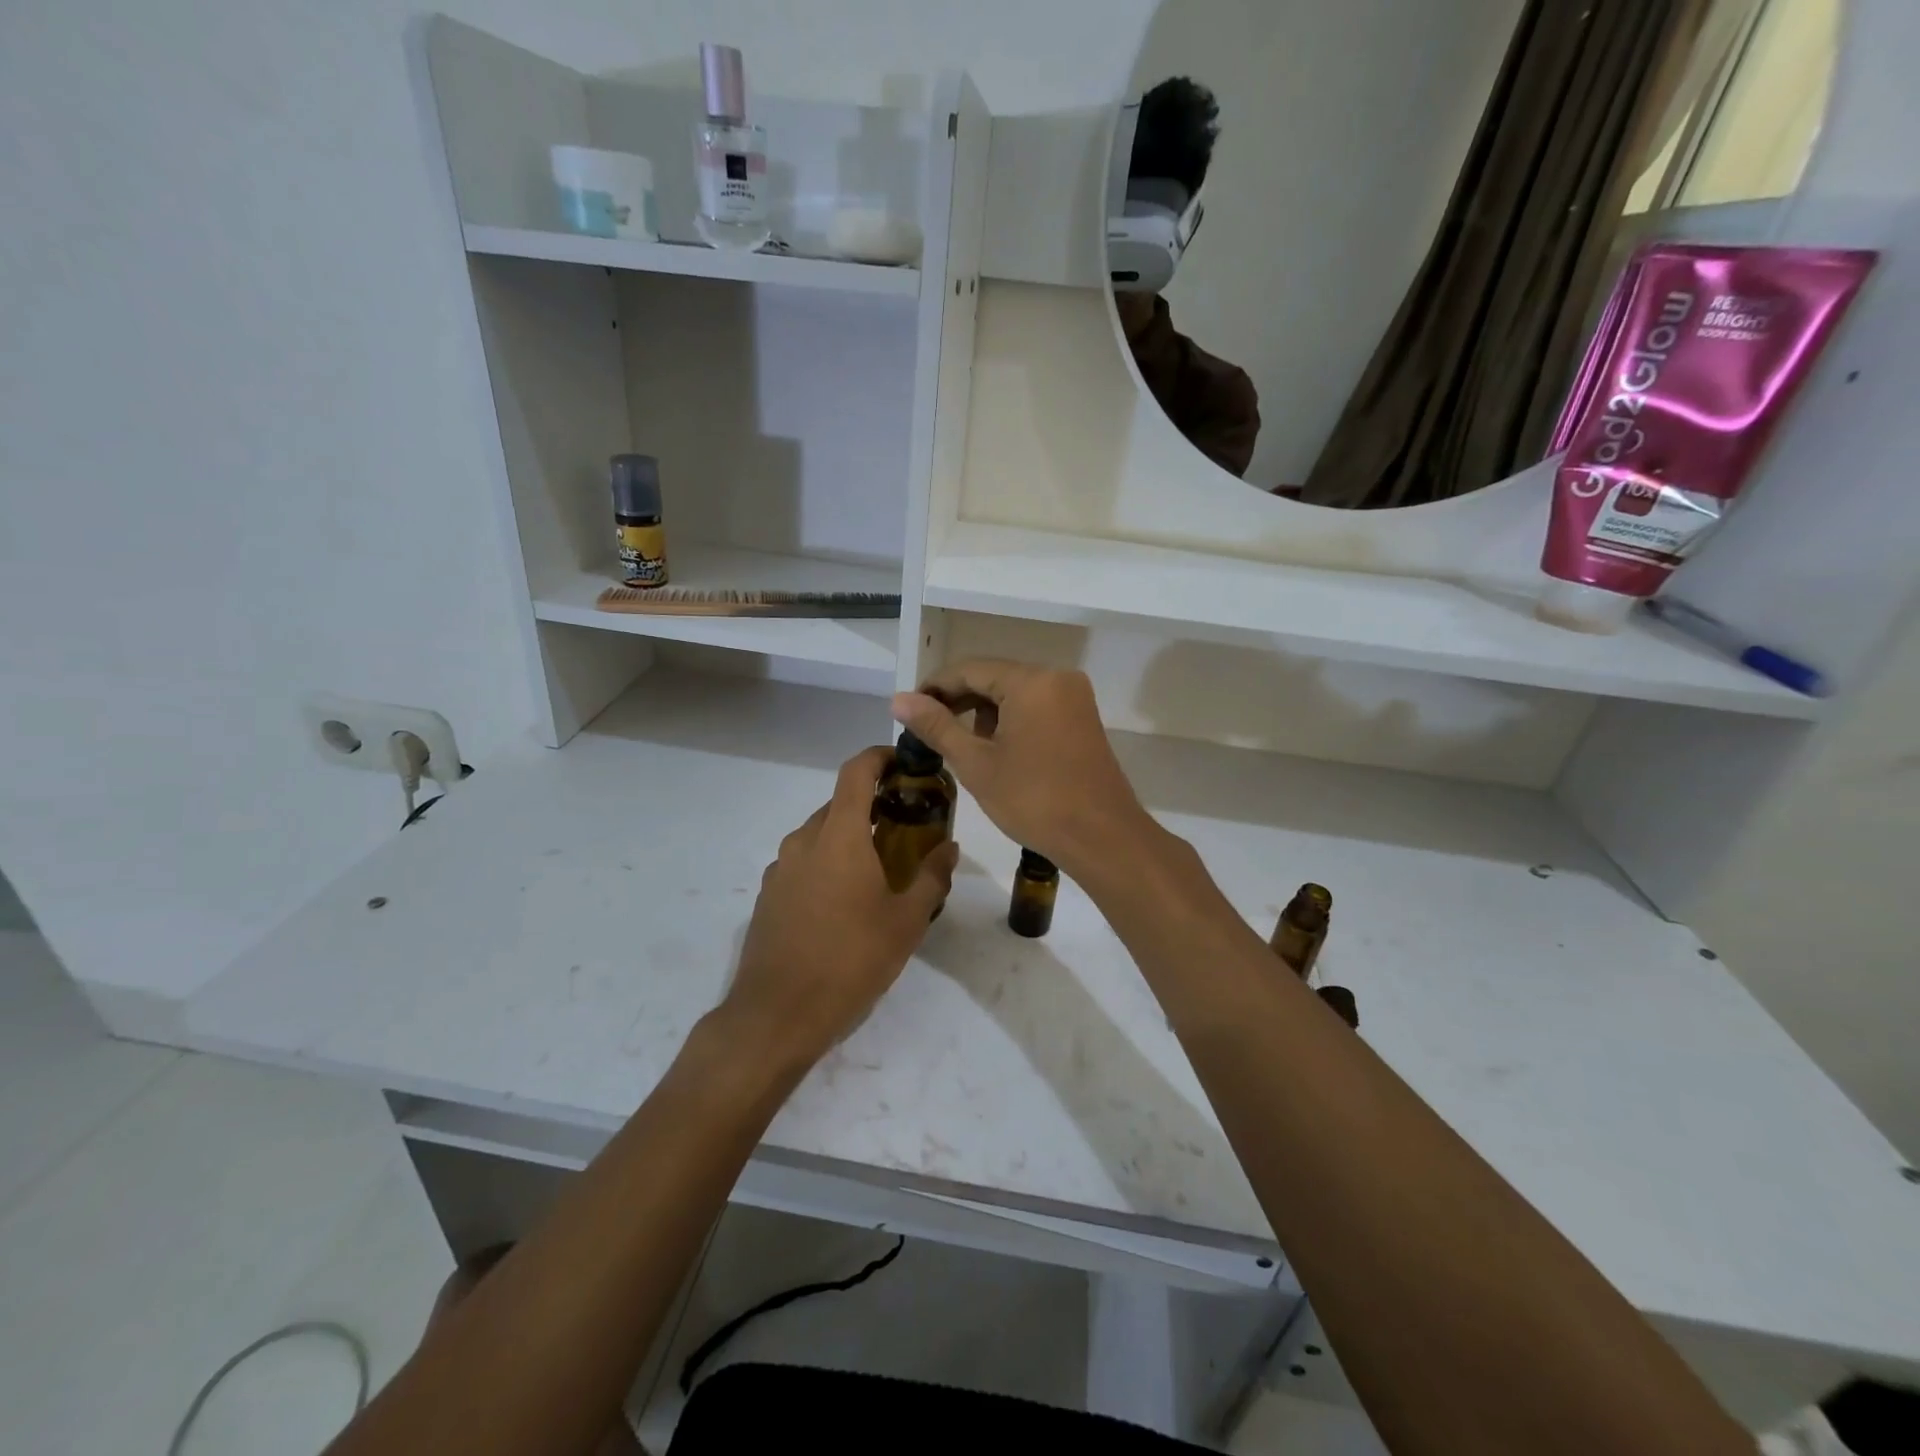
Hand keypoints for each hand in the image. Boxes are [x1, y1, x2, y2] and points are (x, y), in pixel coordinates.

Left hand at [721, 746, 957, 1069]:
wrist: (777, 1014)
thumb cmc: (850, 961)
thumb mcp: (906, 922)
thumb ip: (931, 877)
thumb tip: (950, 848)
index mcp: (839, 836)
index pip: (856, 771)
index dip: (881, 756)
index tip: (906, 764)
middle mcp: (804, 840)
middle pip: (840, 803)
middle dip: (873, 804)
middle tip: (906, 825)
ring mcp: (780, 868)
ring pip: (820, 834)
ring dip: (850, 836)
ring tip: (879, 867)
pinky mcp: (768, 895)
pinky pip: (804, 862)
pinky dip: (828, 863)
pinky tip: (845, 901)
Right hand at [892, 660, 1152, 878]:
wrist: (1102, 837)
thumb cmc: (1035, 800)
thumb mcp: (977, 764)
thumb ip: (937, 726)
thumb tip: (900, 699)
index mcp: (1032, 681)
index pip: (970, 669)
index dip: (934, 687)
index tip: (908, 711)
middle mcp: (1057, 678)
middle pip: (994, 677)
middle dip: (959, 701)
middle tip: (926, 730)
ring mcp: (1074, 698)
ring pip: (1015, 693)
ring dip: (984, 712)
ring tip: (959, 745)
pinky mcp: (1082, 718)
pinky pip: (1036, 707)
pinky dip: (1010, 721)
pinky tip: (994, 750)